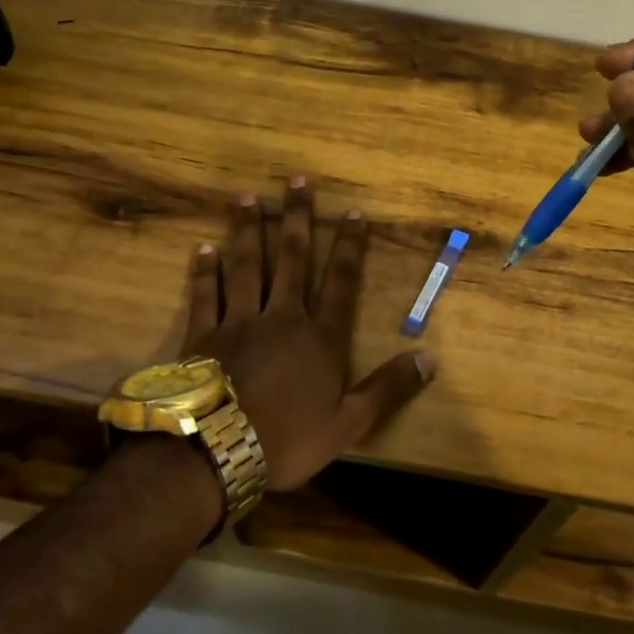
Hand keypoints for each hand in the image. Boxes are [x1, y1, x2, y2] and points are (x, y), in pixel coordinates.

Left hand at [182, 179, 434, 490]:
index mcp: (319, 338)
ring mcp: (239, 322)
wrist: (214, 453)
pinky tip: (203, 248)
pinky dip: (205, 271)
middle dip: (298, 219)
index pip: (342, 282)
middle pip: (292, 259)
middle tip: (297, 181)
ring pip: (247, 266)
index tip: (355, 211)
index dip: (350, 246)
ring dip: (249, 231)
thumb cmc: (286, 440)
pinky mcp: (203, 335)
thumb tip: (430, 358)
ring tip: (248, 197)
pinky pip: (206, 295)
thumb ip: (388, 388)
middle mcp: (282, 318)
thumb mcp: (349, 423)